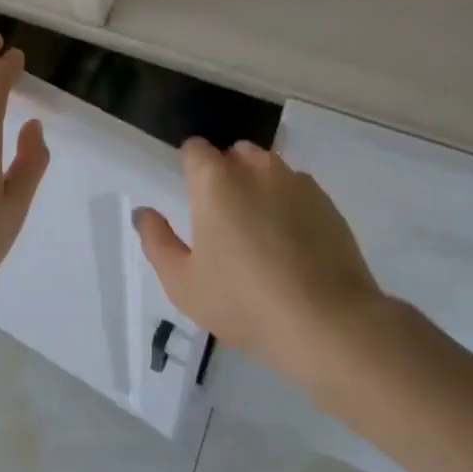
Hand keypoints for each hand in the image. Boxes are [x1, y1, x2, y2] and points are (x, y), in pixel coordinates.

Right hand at [134, 139, 383, 389]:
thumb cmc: (244, 303)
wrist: (328, 322)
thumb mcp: (184, 284)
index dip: (190, 166)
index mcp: (215, 181)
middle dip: (226, 173)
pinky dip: (290, 205)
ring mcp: (297, 182)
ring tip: (261, 232)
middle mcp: (256, 168)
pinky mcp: (328, 202)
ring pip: (269, 169)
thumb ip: (157, 241)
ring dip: (259, 186)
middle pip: (234, 153)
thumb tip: (144, 212)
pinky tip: (293, 245)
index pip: (195, 149)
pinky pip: (298, 190)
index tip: (192, 197)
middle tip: (224, 220)